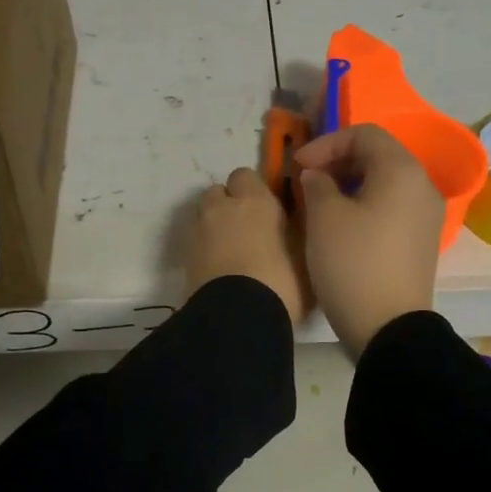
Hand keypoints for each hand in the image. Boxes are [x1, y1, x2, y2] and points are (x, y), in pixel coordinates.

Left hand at [187, 167, 309, 324]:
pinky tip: (220, 268)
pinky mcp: (184, 258)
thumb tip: (296, 222)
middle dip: (229, 204)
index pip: (246, 175)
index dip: (254, 190)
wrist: (237, 317)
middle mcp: (222, 208)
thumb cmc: (281, 282)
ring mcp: (198, 232)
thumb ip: (298, 232)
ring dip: (214, 225)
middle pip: (218, 192)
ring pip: (203, 215)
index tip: (267, 209)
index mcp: (254, 201)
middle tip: (248, 230)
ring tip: (231, 250)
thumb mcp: (306, 256)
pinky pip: (195, 242)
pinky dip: (205, 248)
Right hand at [294, 126, 442, 354]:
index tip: (298, 166)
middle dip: (339, 162)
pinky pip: (393, 208)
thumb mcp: (324, 217)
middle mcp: (423, 186)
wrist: (388, 327)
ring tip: (321, 203)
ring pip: (386, 183)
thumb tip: (318, 177)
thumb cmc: (353, 264)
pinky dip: (366, 205)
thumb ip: (317, 184)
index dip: (326, 143)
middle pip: (379, 156)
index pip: (364, 134)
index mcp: (402, 171)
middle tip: (307, 181)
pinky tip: (343, 226)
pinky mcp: (423, 242)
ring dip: (351, 184)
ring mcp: (427, 216)